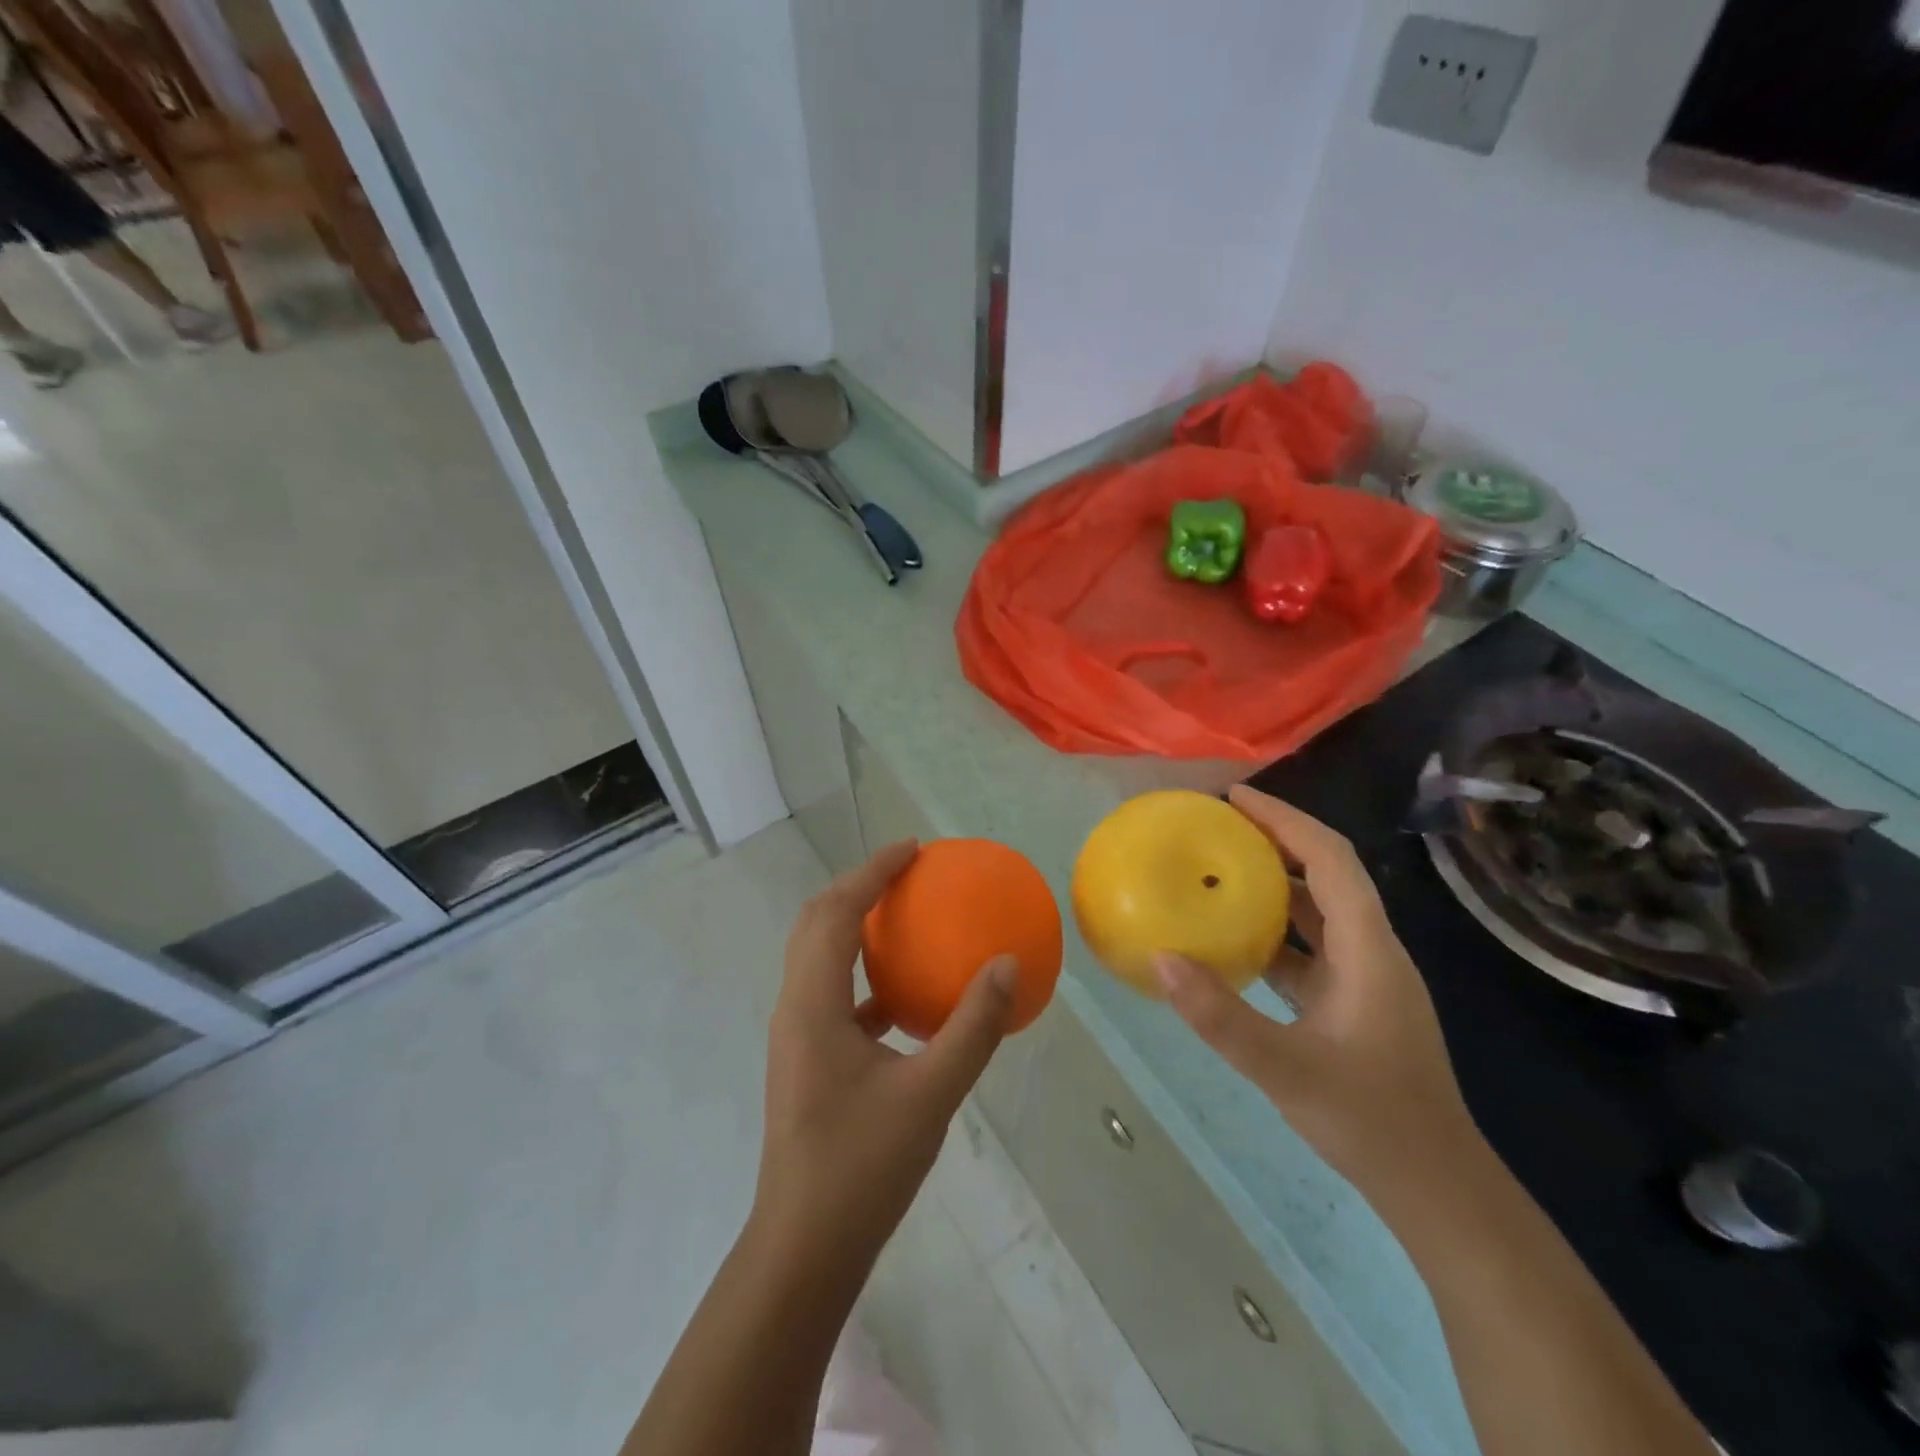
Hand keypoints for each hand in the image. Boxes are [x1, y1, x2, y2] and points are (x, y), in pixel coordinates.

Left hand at [754, 841, 1015, 1260]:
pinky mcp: (806, 1059)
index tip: (912, 850)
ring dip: (854, 925)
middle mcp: (795, 1008)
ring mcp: (796, 1035)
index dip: (872, 872)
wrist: (804, 1248)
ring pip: (818, 956)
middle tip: (906, 873)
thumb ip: (973, 1027)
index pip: (837, 912)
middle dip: (858, 887)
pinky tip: (901, 997)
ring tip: (902, 918)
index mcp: (813, 1004)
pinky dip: (863, 974)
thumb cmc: (863, 1167)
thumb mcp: (932, 1093)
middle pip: (816, 922)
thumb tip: (1007, 964)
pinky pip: (832, 993)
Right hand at [1155, 786, 1478, 1195]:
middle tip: (1218, 828)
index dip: (1285, 820)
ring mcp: (1366, 979)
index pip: (1330, 859)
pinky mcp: (1354, 1004)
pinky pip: (1311, 948)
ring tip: (1220, 871)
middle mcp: (1372, 951)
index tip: (1236, 798)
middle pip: (1327, 874)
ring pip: (1319, 911)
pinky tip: (1235, 941)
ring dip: (1275, 884)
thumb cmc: (1371, 1121)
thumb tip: (1161, 959)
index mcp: (1368, 949)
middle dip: (1276, 841)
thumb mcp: (1285, 1068)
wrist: (1437, 1188)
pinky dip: (1276, 931)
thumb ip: (1220, 1015)